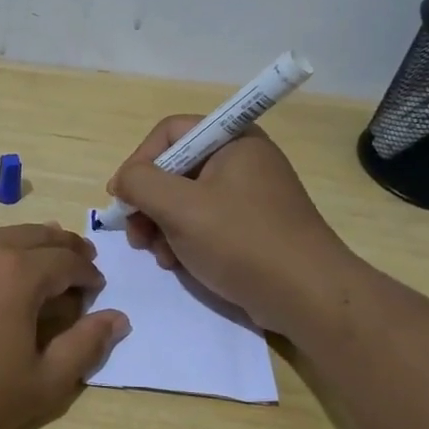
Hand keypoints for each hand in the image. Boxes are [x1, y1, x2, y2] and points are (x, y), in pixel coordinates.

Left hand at [0, 224, 129, 428]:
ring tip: (31, 270)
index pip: (67, 260)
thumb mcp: (41, 385)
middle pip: (33, 235)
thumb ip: (85, 346)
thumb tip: (117, 318)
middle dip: (61, 249)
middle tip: (76, 264)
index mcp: (16, 271)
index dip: (88, 273)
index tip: (95, 288)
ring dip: (21, 248)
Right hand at [109, 118, 356, 334]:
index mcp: (233, 141)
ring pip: (185, 199)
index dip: (139, 161)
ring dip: (161, 226)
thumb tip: (123, 181)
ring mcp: (248, 195)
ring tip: (157, 255)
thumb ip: (141, 183)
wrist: (307, 296)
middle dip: (148, 202)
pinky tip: (177, 263)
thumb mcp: (181, 208)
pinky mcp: (250, 227)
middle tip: (135, 234)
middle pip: (175, 168)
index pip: (170, 132)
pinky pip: (204, 222)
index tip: (122, 198)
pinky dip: (184, 240)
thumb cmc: (242, 242)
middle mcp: (242, 160)